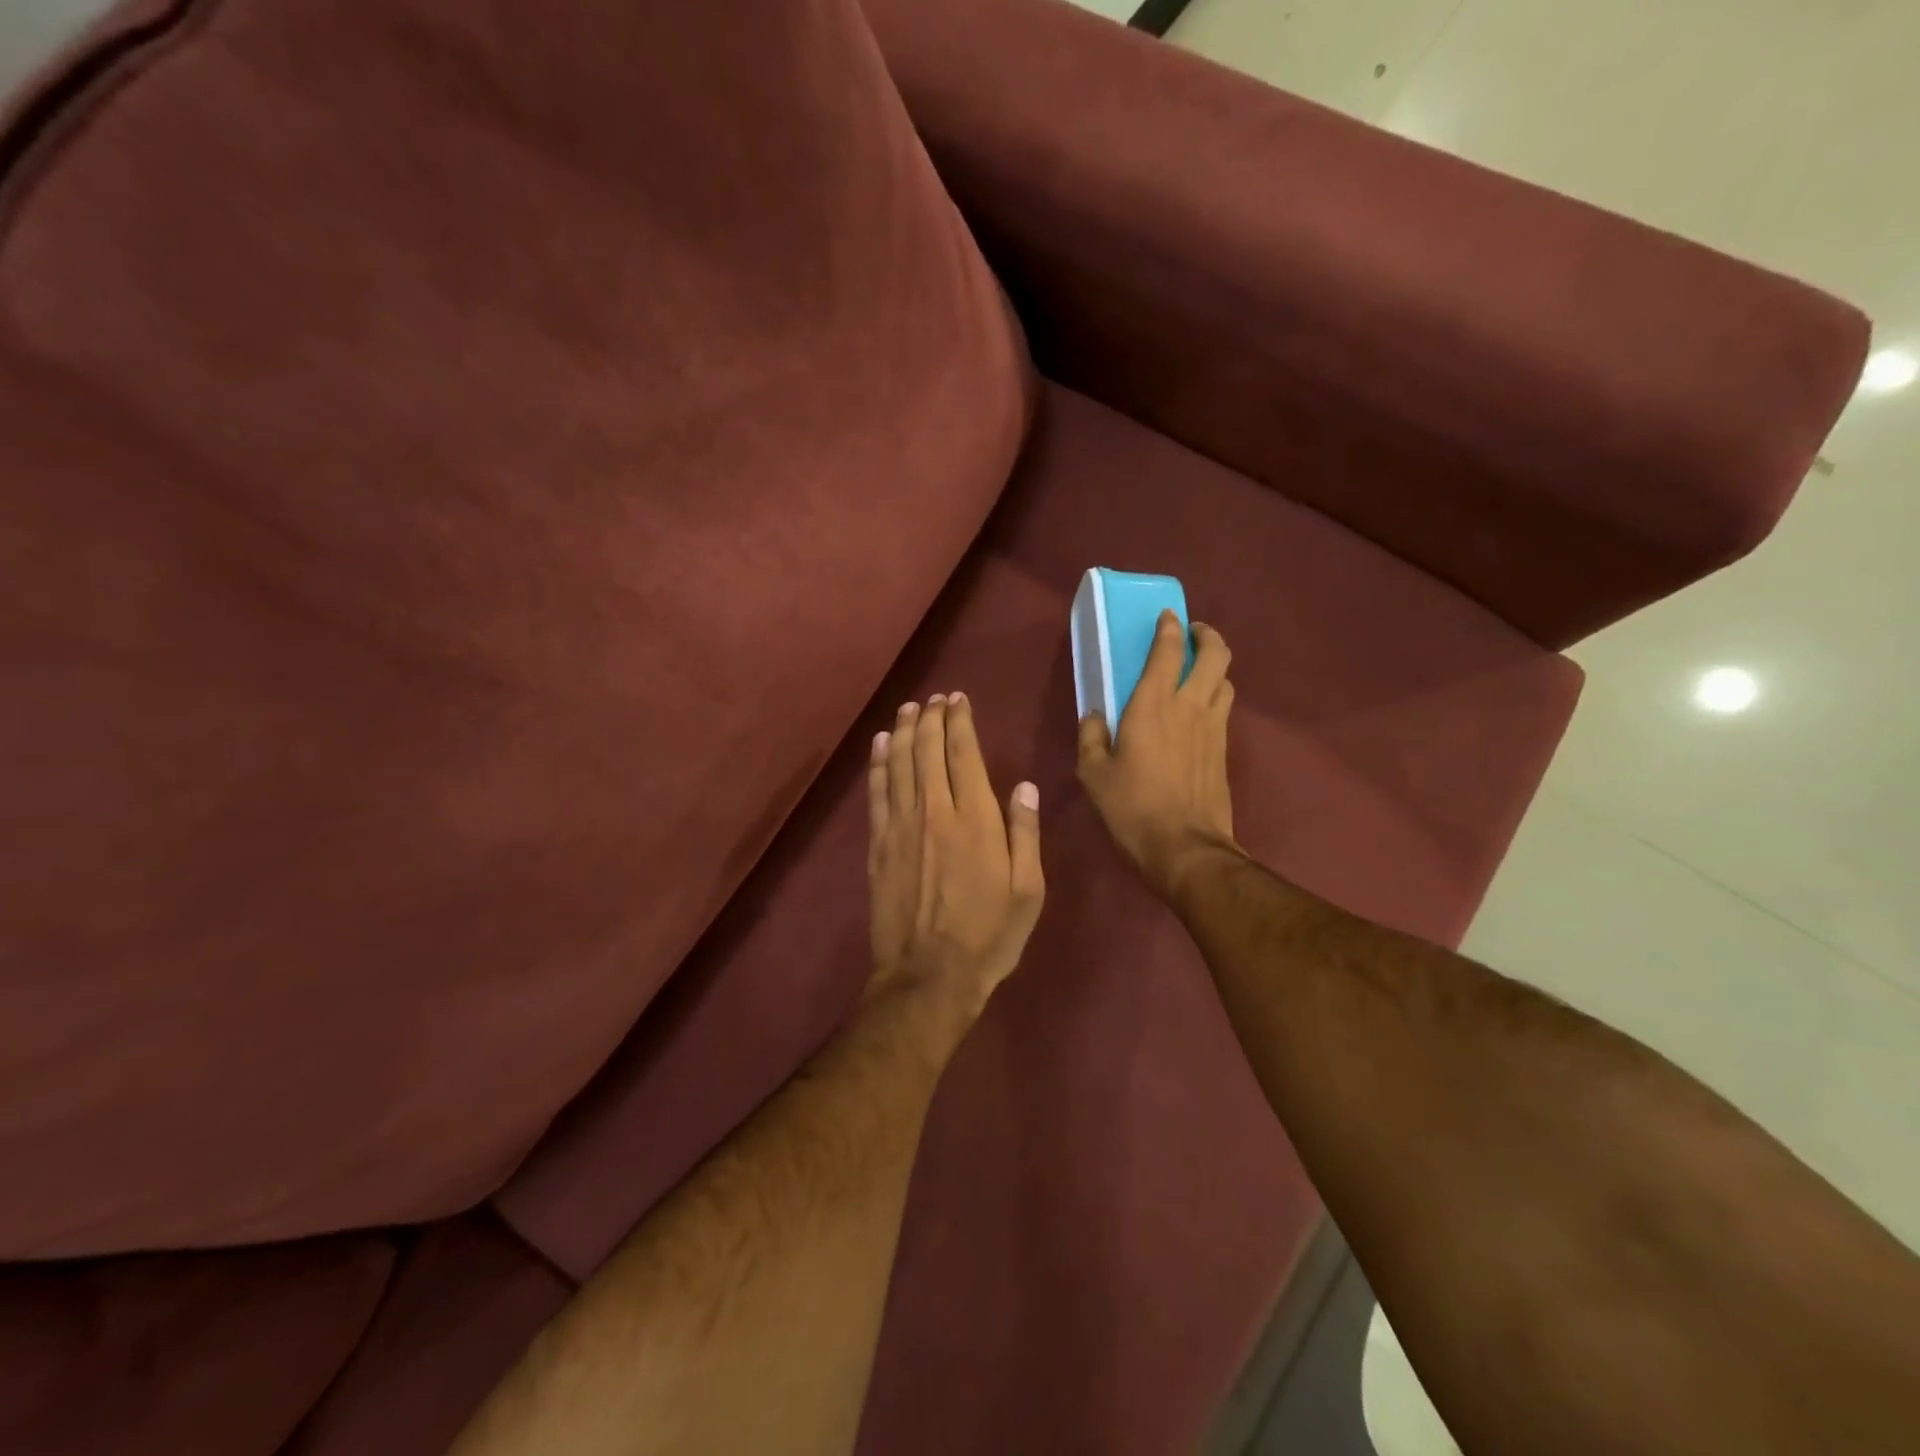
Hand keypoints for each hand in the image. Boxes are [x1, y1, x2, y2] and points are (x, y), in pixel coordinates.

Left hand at [867, 693, 1045, 1016]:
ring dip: (905, 731)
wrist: (929, 975)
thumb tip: (1024, 785)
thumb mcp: (1028, 890)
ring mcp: (901, 827)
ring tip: (909, 708)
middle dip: (932, 718)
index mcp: (976, 819)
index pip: (964, 754)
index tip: (958, 700)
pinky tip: (881, 745)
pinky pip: (877, 793)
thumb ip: (1025, 833)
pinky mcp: (878, 845)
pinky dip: (879, 764)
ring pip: (901, 764)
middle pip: (929, 751)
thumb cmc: (989, 935)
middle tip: (934, 698)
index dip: (960, 722)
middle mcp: (936, 811)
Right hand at [1078, 611, 1239, 901]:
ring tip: (1198, 670)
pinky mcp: (1224, 750)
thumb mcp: (1094, 774)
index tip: (1168, 616)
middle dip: (1207, 636)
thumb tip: (1094, 715)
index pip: (1168, 652)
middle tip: (1193, 634)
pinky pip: (1224, 709)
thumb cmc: (1132, 807)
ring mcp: (1214, 728)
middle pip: (1216, 655)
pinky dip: (1216, 696)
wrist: (1185, 847)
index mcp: (1153, 706)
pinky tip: (1200, 710)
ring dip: (1215, 666)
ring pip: (1226, 681)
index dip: (1169, 628)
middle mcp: (1189, 707)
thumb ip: (1091, 737)